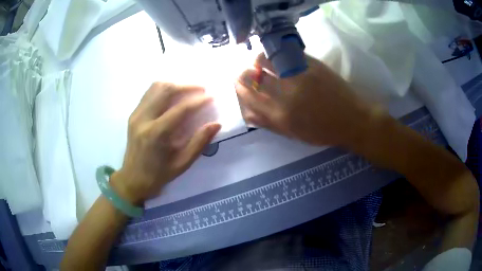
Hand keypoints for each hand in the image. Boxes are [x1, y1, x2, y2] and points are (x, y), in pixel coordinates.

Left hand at [111, 82, 220, 204]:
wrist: (133, 178)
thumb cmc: (158, 175)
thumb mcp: (182, 163)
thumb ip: (199, 142)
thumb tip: (216, 124)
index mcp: (156, 134)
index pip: (180, 109)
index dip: (198, 101)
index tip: (211, 97)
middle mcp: (144, 119)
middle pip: (166, 90)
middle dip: (186, 86)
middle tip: (202, 89)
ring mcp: (136, 114)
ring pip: (156, 87)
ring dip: (174, 84)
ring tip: (188, 89)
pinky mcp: (133, 114)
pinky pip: (149, 93)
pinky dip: (163, 89)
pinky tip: (173, 94)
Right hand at [235, 53, 382, 147]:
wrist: (353, 119)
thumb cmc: (323, 132)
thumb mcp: (294, 134)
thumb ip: (268, 123)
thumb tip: (247, 113)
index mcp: (281, 115)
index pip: (248, 95)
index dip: (239, 87)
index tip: (238, 83)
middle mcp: (286, 93)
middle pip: (253, 76)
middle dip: (244, 73)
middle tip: (247, 72)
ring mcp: (299, 75)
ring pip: (267, 60)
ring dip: (259, 60)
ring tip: (261, 63)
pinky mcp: (312, 64)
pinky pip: (285, 54)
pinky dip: (276, 55)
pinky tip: (278, 59)